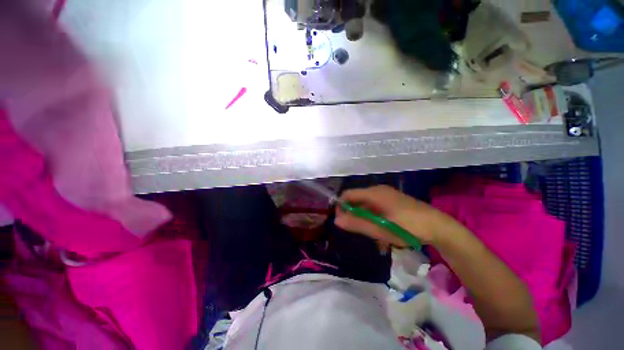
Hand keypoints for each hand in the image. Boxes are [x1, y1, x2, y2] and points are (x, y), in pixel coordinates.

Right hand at [334, 185, 448, 246]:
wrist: (438, 226)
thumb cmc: (407, 227)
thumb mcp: (380, 229)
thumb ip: (357, 224)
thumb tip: (336, 220)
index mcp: (373, 193)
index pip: (348, 194)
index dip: (341, 206)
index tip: (341, 221)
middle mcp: (378, 190)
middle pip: (357, 199)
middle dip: (353, 214)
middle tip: (357, 230)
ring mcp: (386, 195)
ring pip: (366, 204)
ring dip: (364, 217)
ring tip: (371, 233)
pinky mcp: (392, 200)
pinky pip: (375, 206)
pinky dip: (373, 217)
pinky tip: (380, 229)